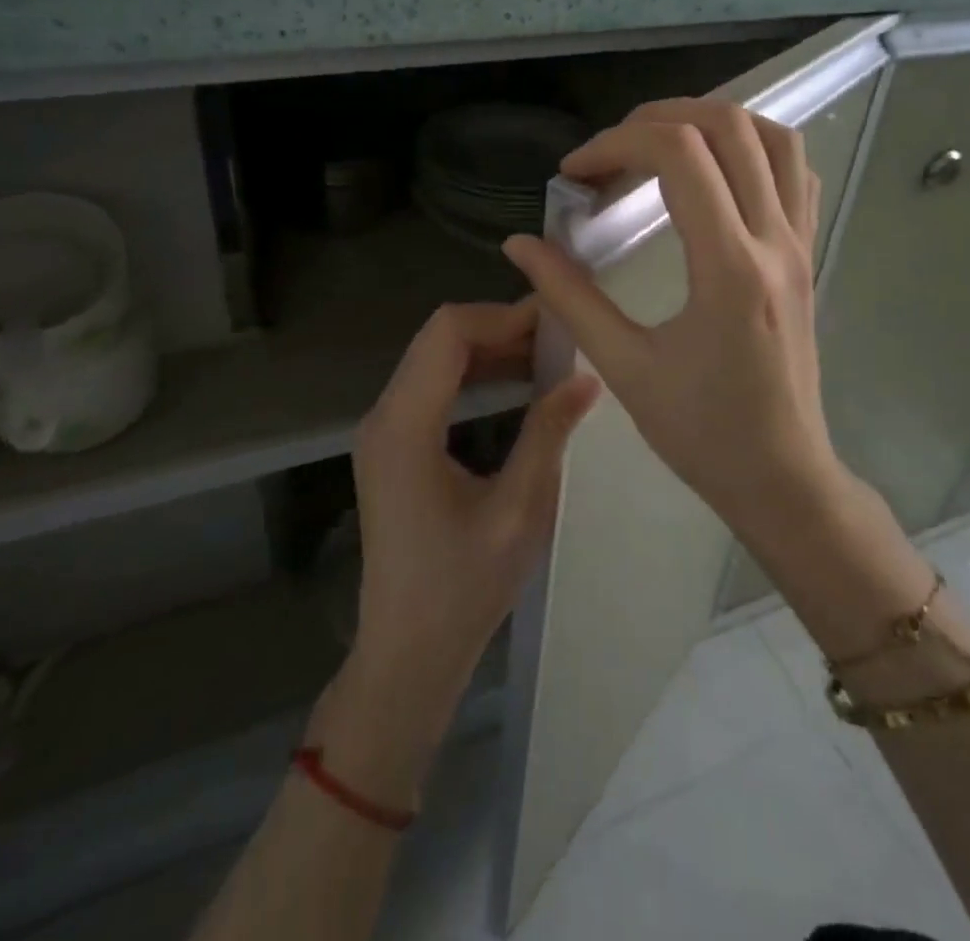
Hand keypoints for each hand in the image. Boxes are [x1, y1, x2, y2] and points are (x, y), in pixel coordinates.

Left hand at [325, 301, 598, 796]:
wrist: (407, 654)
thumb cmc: (462, 590)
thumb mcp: (518, 511)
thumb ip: (547, 434)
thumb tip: (586, 377)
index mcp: (405, 426)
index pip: (448, 332)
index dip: (502, 315)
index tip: (556, 321)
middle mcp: (384, 416)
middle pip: (438, 338)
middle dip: (499, 326)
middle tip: (560, 335)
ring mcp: (383, 431)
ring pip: (434, 358)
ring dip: (489, 348)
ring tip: (548, 354)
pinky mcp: (392, 447)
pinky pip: (432, 386)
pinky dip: (474, 373)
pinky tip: (516, 384)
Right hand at [501, 99, 844, 547]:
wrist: (782, 477)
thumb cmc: (702, 433)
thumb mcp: (625, 367)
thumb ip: (570, 297)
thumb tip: (520, 244)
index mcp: (728, 268)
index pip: (679, 155)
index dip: (615, 144)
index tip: (574, 174)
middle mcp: (774, 241)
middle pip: (728, 126)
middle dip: (657, 118)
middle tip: (608, 152)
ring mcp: (800, 244)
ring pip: (773, 138)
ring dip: (711, 122)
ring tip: (657, 146)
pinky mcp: (807, 255)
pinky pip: (794, 173)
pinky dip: (752, 148)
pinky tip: (713, 173)